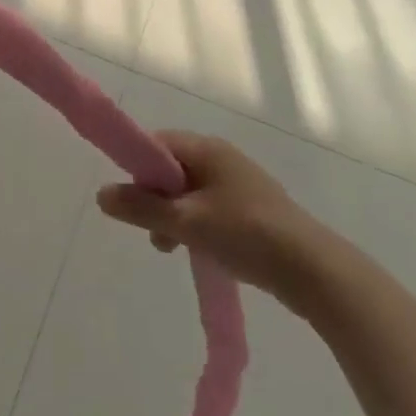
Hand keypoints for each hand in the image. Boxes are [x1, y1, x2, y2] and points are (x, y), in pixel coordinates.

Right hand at [98, 131, 335, 316]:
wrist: (314, 272)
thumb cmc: (245, 235)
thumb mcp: (185, 223)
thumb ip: (141, 208)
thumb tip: (101, 194)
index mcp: (207, 149)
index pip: (157, 143)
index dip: (138, 168)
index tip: (131, 200)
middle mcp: (223, 158)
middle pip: (172, 169)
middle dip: (156, 198)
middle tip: (153, 232)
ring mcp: (241, 184)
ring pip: (191, 192)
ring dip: (175, 217)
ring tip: (174, 249)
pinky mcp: (254, 210)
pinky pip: (211, 209)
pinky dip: (198, 226)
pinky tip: (201, 252)